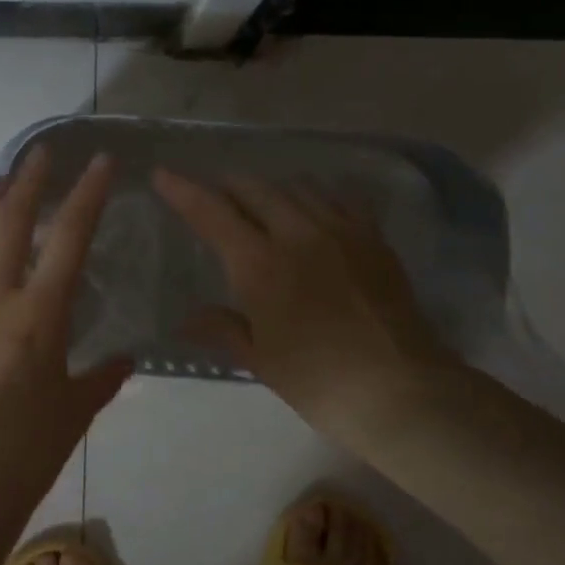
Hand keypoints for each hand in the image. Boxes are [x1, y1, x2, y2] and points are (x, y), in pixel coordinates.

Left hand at [0, 148, 133, 493]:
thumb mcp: (78, 409)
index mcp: (40, 314)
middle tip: (39, 156)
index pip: (70, 238)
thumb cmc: (29, 449)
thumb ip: (105, 376)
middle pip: (12, 224)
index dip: (87, 194)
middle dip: (29, 183)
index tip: (97, 161)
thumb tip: (126, 359)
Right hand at [152, 169, 459, 442]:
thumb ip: (222, 328)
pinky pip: (341, 197)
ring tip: (263, 204)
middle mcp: (296, 233)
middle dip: (227, 187)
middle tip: (215, 197)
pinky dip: (318, 196)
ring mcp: (340, 230)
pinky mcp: (373, 237)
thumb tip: (186, 320)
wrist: (400, 389)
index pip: (211, 212)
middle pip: (253, 189)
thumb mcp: (260, 359)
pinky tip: (316, 211)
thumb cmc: (317, 381)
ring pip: (296, 186)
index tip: (163, 174)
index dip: (183, 191)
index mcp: (259, 264)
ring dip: (270, 189)